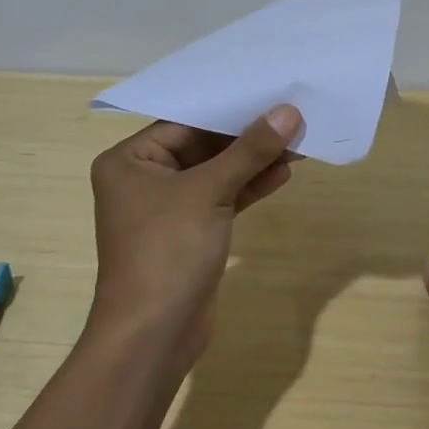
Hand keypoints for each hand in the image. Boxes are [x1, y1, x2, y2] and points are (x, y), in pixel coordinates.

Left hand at [88, 105, 302, 366]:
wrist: (153, 335)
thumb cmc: (167, 251)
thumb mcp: (209, 192)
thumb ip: (249, 151)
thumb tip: (288, 112)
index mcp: (130, 160)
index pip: (185, 121)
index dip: (230, 108)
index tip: (270, 93)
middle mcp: (144, 179)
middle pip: (202, 146)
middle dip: (247, 137)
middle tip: (292, 118)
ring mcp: (168, 208)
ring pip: (216, 174)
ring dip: (253, 162)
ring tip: (298, 144)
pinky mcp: (190, 233)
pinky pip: (221, 200)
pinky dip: (248, 188)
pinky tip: (282, 175)